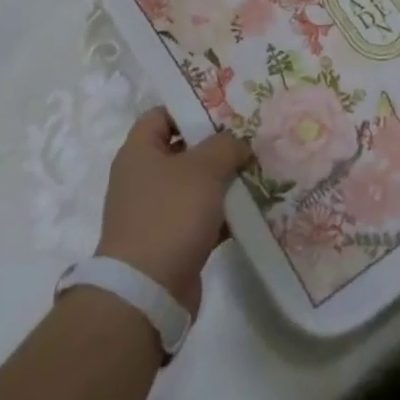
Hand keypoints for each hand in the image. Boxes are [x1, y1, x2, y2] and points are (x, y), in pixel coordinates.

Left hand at [96, 109, 251, 314]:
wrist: (146, 291)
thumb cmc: (170, 215)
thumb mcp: (203, 169)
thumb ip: (225, 146)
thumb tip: (238, 144)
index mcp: (139, 152)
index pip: (162, 114)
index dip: (191, 107)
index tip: (226, 108)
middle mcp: (143, 177)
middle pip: (183, 149)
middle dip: (217, 145)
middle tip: (251, 138)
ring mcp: (156, 211)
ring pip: (196, 185)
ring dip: (225, 180)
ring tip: (261, 170)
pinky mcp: (171, 240)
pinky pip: (202, 216)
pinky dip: (224, 213)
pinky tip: (255, 209)